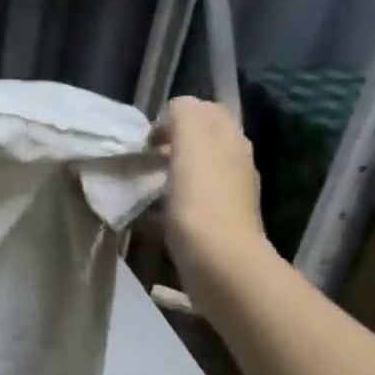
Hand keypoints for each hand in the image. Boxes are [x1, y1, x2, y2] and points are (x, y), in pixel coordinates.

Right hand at [154, 97, 273, 296]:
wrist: (220, 264)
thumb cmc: (200, 202)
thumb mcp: (190, 144)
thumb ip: (183, 116)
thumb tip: (175, 109)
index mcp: (230, 140)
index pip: (204, 110)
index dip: (174, 116)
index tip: (148, 138)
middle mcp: (235, 163)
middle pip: (200, 141)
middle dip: (170, 143)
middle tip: (141, 158)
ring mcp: (227, 196)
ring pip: (193, 172)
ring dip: (167, 173)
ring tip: (140, 185)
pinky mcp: (215, 225)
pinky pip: (188, 202)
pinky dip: (167, 203)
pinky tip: (148, 216)